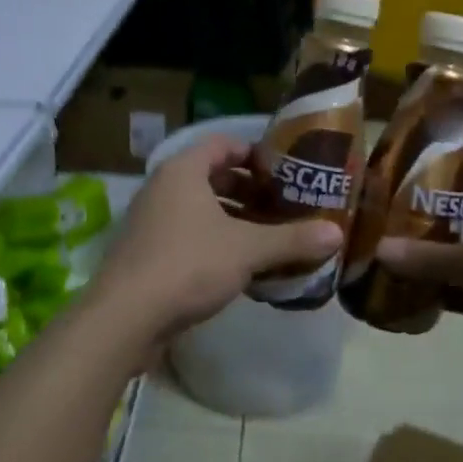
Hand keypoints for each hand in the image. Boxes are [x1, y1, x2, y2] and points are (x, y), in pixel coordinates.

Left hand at [86, 134, 342, 350]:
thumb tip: (337, 234)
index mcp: (183, 171)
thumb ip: (292, 240)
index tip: (284, 171)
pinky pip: (186, 234)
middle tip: (282, 205)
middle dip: (247, 190)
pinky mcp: (146, 252)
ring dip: (232, 218)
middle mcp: (163, 188)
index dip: (254, 153)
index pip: (222, 144)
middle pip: (211, 176)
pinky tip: (239, 266)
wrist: (125, 317)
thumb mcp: (247, 250)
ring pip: (199, 208)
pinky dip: (213, 241)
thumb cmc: (188, 265)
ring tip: (267, 235)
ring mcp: (150, 221)